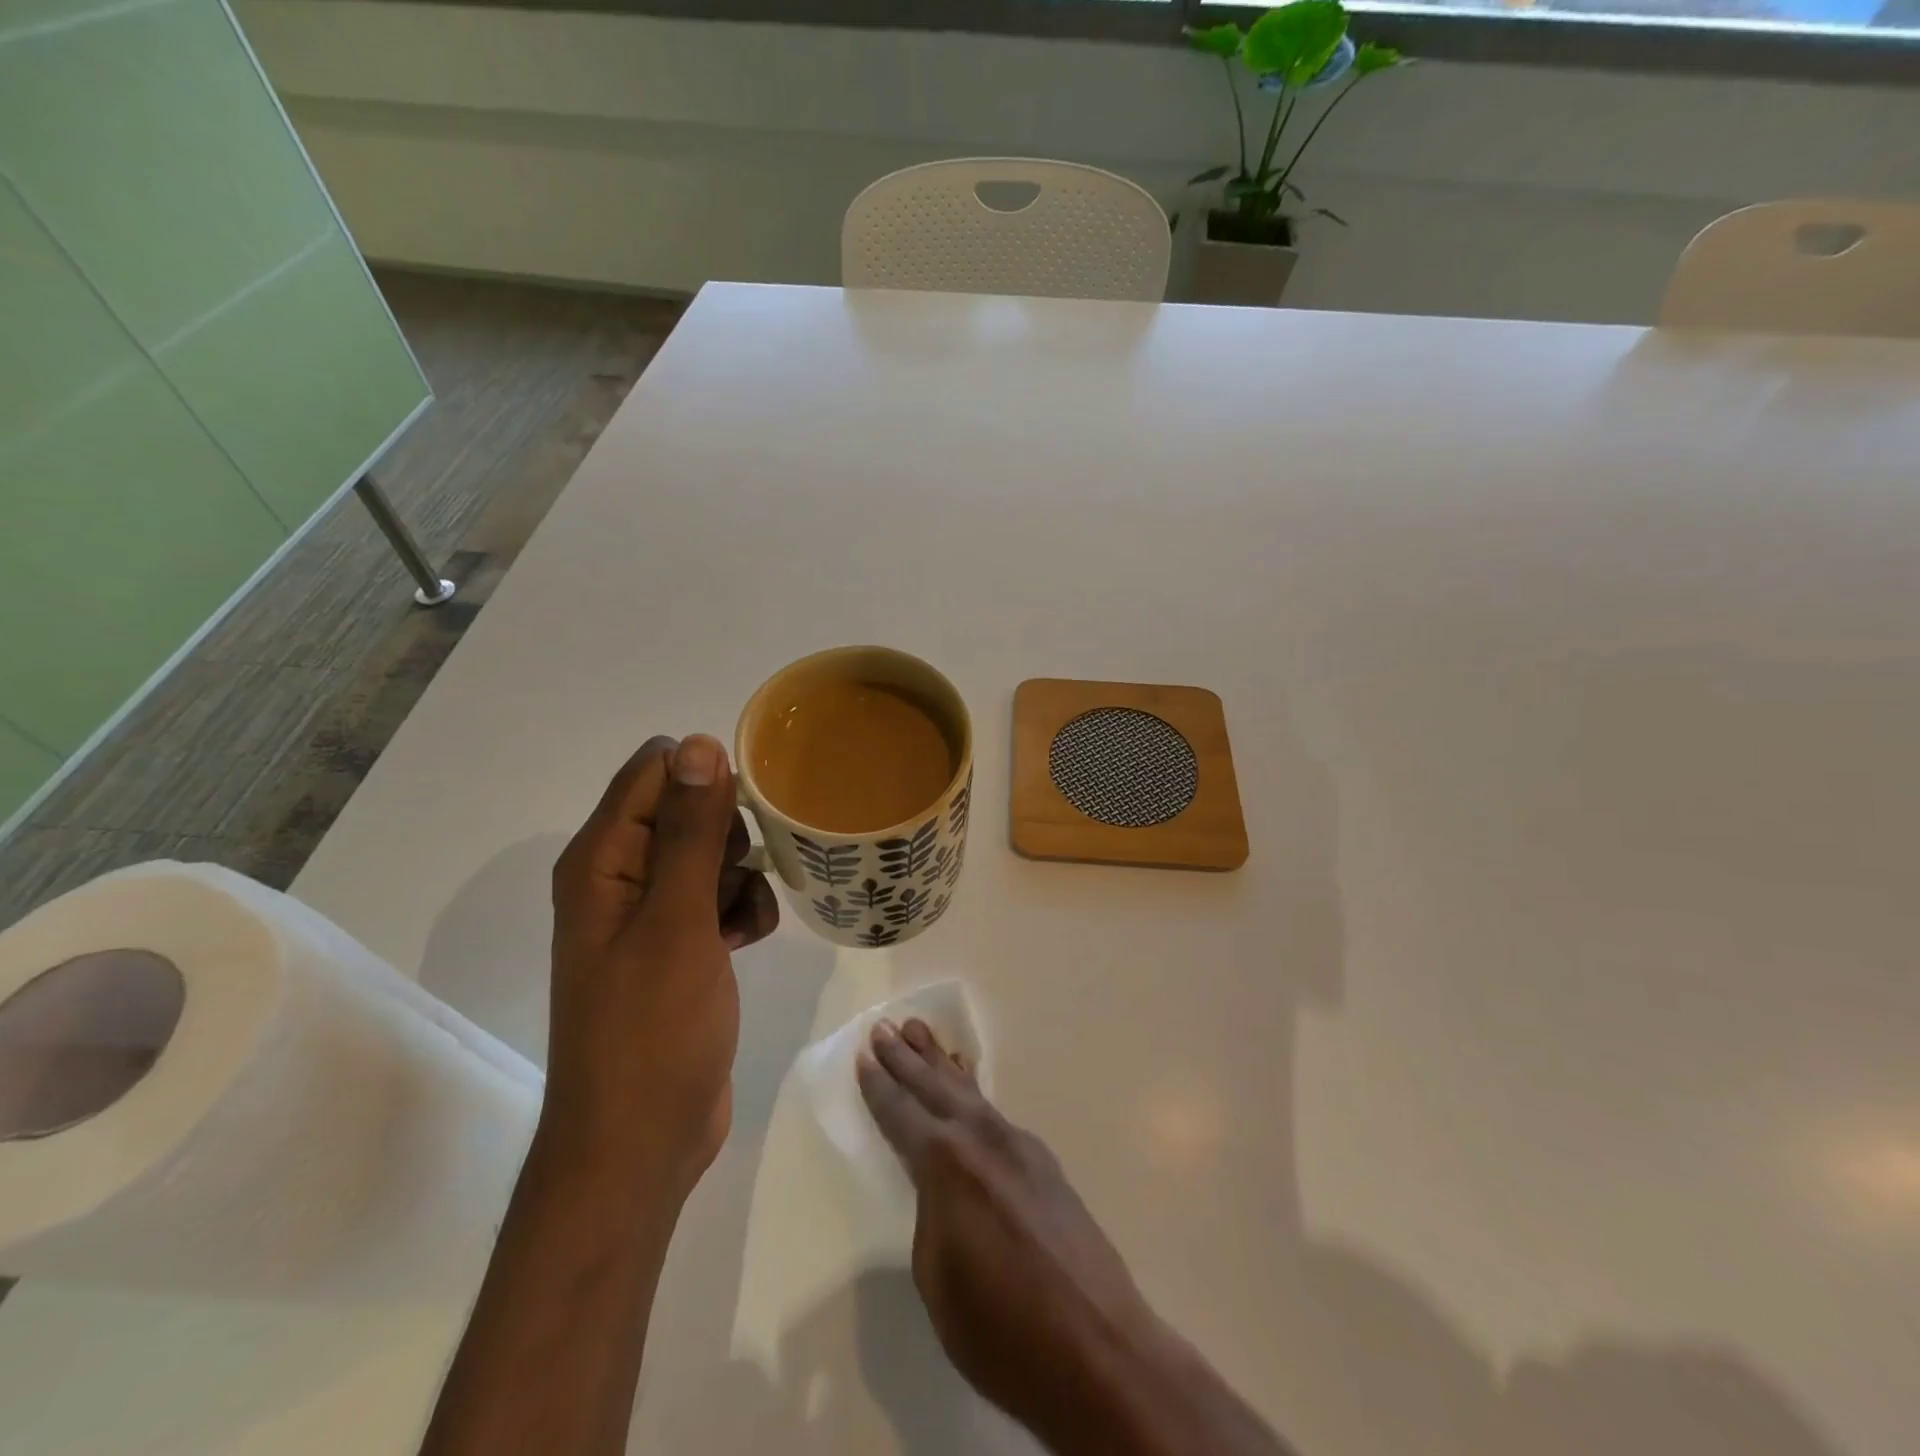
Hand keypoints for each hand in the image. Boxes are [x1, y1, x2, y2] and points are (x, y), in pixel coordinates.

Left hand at [544, 734, 778, 1200]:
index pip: (654, 771)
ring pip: (712, 855)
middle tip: (739, 877)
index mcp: (601, 860)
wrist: (643, 1142)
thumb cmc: (653, 1029)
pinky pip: (719, 899)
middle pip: (686, 809)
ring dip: (743, 877)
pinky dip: (742, 911)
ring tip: (743, 923)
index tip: (747, 813)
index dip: (704, 780)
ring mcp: (649, 915)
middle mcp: (619, 878)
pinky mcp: (677, 947)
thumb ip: (691, 830)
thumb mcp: (678, 920)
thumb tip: (698, 743)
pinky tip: (747, 942)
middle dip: (729, 834)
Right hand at [856, 1018, 1159, 1439]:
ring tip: (920, 1031)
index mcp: (947, 1165)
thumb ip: (930, 1217)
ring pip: (968, 1092)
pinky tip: (968, 1082)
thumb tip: (939, 1190)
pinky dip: (973, 1089)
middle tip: (884, 1026)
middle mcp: (982, 1139)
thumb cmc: (1003, 1330)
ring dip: (940, 1063)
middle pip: (934, 1089)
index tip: (864, 1056)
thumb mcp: (938, 1281)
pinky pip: (994, 1110)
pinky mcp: (1043, 1161)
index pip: (902, 1115)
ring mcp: (1018, 1145)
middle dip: (907, 1058)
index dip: (880, 1087)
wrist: (1100, 1349)